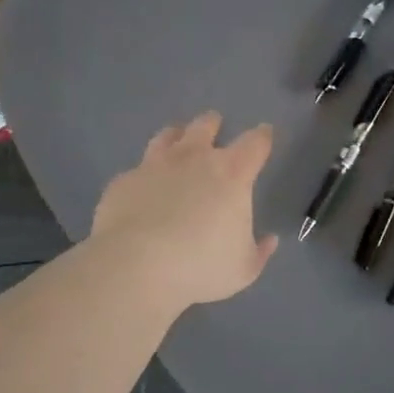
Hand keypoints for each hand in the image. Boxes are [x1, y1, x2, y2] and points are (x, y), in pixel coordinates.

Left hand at [91, 111, 278, 308]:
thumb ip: (259, 251)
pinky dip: (144, 176)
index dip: (262, 137)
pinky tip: (142, 187)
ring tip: (176, 138)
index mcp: (232, 174)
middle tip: (215, 124)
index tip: (265, 133)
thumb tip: (269, 240)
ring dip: (175, 135)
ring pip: (167, 136)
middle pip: (205, 126)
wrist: (136, 267)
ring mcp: (154, 166)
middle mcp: (193, 159)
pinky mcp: (124, 181)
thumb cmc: (201, 266)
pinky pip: (136, 171)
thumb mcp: (244, 269)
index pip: (255, 143)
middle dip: (213, 123)